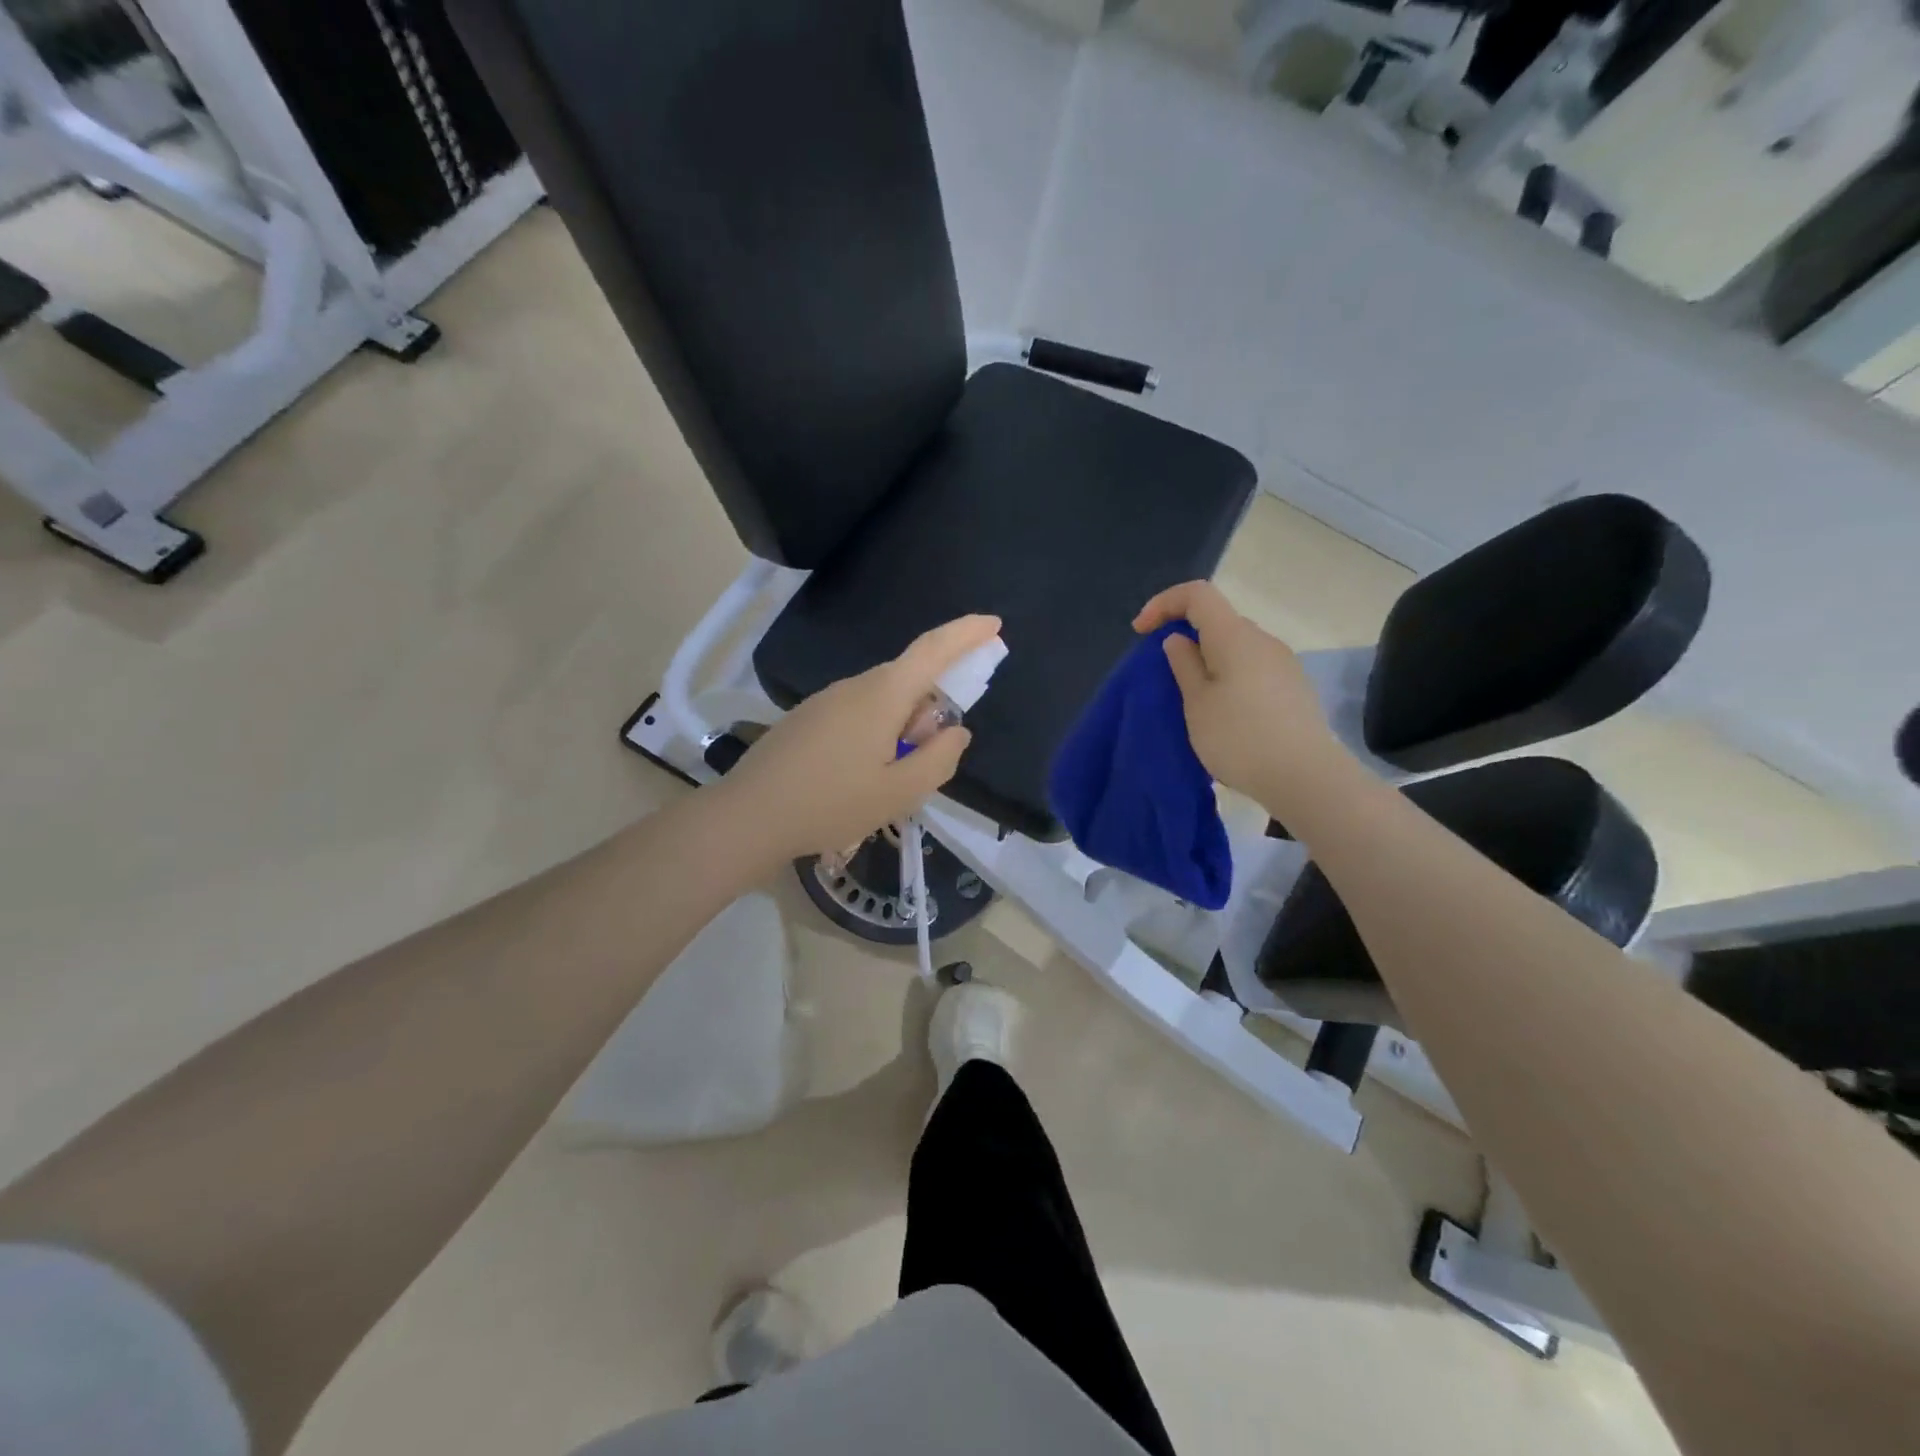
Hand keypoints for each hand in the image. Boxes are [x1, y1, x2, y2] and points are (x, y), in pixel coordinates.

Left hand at [717, 614, 1001, 862]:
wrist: (748, 817)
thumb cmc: (830, 804)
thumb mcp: (899, 792)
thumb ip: (939, 759)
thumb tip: (956, 731)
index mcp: (882, 696)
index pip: (933, 649)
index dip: (966, 633)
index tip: (995, 624)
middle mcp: (854, 686)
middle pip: (909, 680)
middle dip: (930, 709)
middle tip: (925, 761)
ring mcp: (826, 700)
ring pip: (883, 700)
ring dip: (901, 728)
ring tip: (887, 781)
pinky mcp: (808, 718)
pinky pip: (858, 713)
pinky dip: (877, 734)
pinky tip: (859, 777)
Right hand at [1134, 581, 1343, 809]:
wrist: (1304, 776)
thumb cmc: (1239, 737)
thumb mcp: (1197, 703)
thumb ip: (1184, 665)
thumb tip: (1179, 639)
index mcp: (1234, 636)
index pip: (1197, 594)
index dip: (1164, 603)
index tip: (1141, 632)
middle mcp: (1263, 640)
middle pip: (1218, 621)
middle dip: (1186, 637)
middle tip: (1166, 674)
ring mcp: (1283, 663)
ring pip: (1236, 647)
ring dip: (1209, 661)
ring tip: (1194, 700)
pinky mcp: (1294, 688)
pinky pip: (1252, 668)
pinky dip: (1230, 677)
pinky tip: (1226, 714)